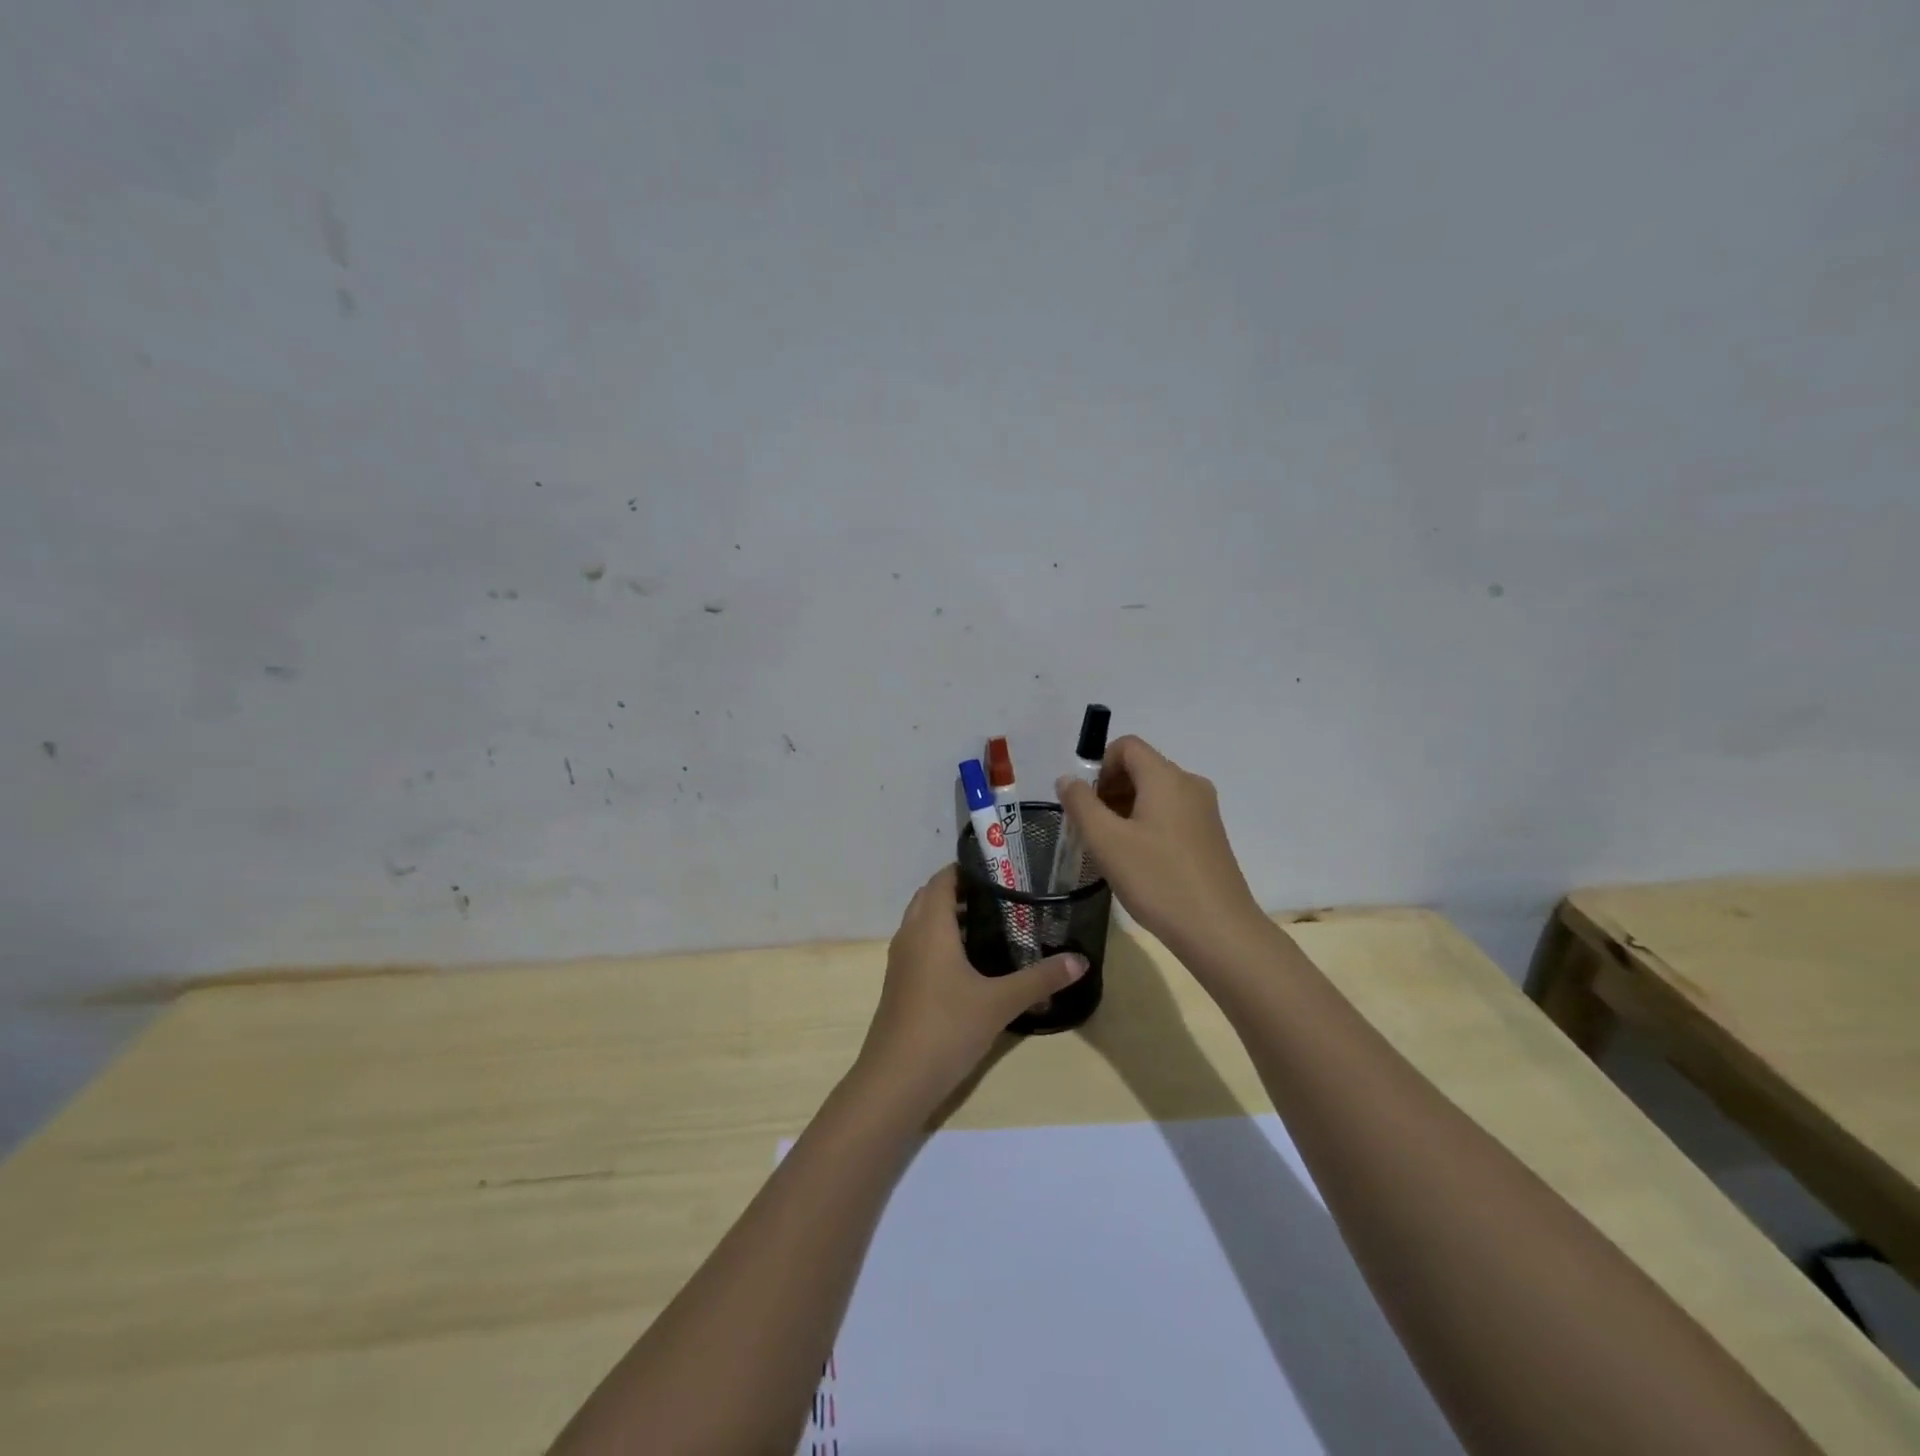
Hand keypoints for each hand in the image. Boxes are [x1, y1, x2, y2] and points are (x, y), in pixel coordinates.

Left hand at [856, 866, 1088, 1110]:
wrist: (895, 1080)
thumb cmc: (946, 1028)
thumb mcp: (999, 1002)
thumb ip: (1040, 979)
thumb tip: (1080, 960)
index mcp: (930, 927)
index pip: (943, 879)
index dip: (968, 868)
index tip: (1002, 869)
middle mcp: (911, 935)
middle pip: (932, 897)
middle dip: (963, 891)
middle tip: (1005, 895)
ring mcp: (902, 960)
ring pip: (925, 922)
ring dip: (953, 917)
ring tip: (996, 923)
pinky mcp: (901, 983)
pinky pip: (922, 945)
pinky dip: (944, 940)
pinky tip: (974, 962)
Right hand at [1056, 735, 1264, 962]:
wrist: (1218, 931)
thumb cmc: (1158, 880)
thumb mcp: (1106, 841)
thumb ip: (1081, 804)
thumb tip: (1068, 779)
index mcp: (1166, 777)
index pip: (1127, 746)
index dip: (1099, 766)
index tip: (1086, 803)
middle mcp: (1189, 784)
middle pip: (1141, 768)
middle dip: (1109, 789)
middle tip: (1091, 828)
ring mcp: (1204, 811)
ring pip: (1155, 793)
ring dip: (1125, 809)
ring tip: (1111, 848)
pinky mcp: (1210, 836)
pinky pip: (1170, 814)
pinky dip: (1146, 824)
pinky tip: (1137, 861)